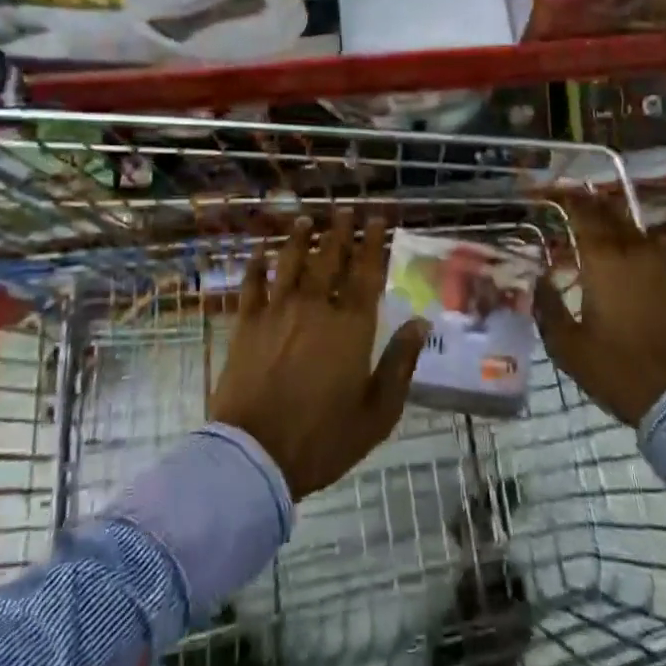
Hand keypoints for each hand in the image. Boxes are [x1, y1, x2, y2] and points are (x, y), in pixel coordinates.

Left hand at [209, 213, 429, 500]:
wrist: (255, 455)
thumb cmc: (323, 439)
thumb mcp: (377, 412)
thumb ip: (400, 364)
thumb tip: (420, 322)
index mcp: (351, 328)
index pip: (366, 274)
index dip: (373, 244)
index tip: (377, 219)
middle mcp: (316, 308)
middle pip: (330, 259)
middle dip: (339, 232)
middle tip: (345, 210)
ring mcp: (278, 312)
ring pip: (291, 263)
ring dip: (301, 238)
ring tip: (307, 219)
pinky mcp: (246, 324)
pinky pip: (252, 284)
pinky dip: (256, 264)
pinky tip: (260, 249)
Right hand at [535, 194, 665, 426]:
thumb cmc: (621, 371)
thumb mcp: (569, 348)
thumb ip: (548, 309)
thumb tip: (538, 281)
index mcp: (604, 261)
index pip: (583, 214)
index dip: (566, 198)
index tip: (551, 191)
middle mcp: (635, 253)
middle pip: (612, 214)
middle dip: (591, 203)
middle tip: (573, 198)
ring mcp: (665, 266)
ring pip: (635, 230)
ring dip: (615, 222)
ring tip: (598, 223)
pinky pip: (654, 250)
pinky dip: (636, 244)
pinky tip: (629, 256)